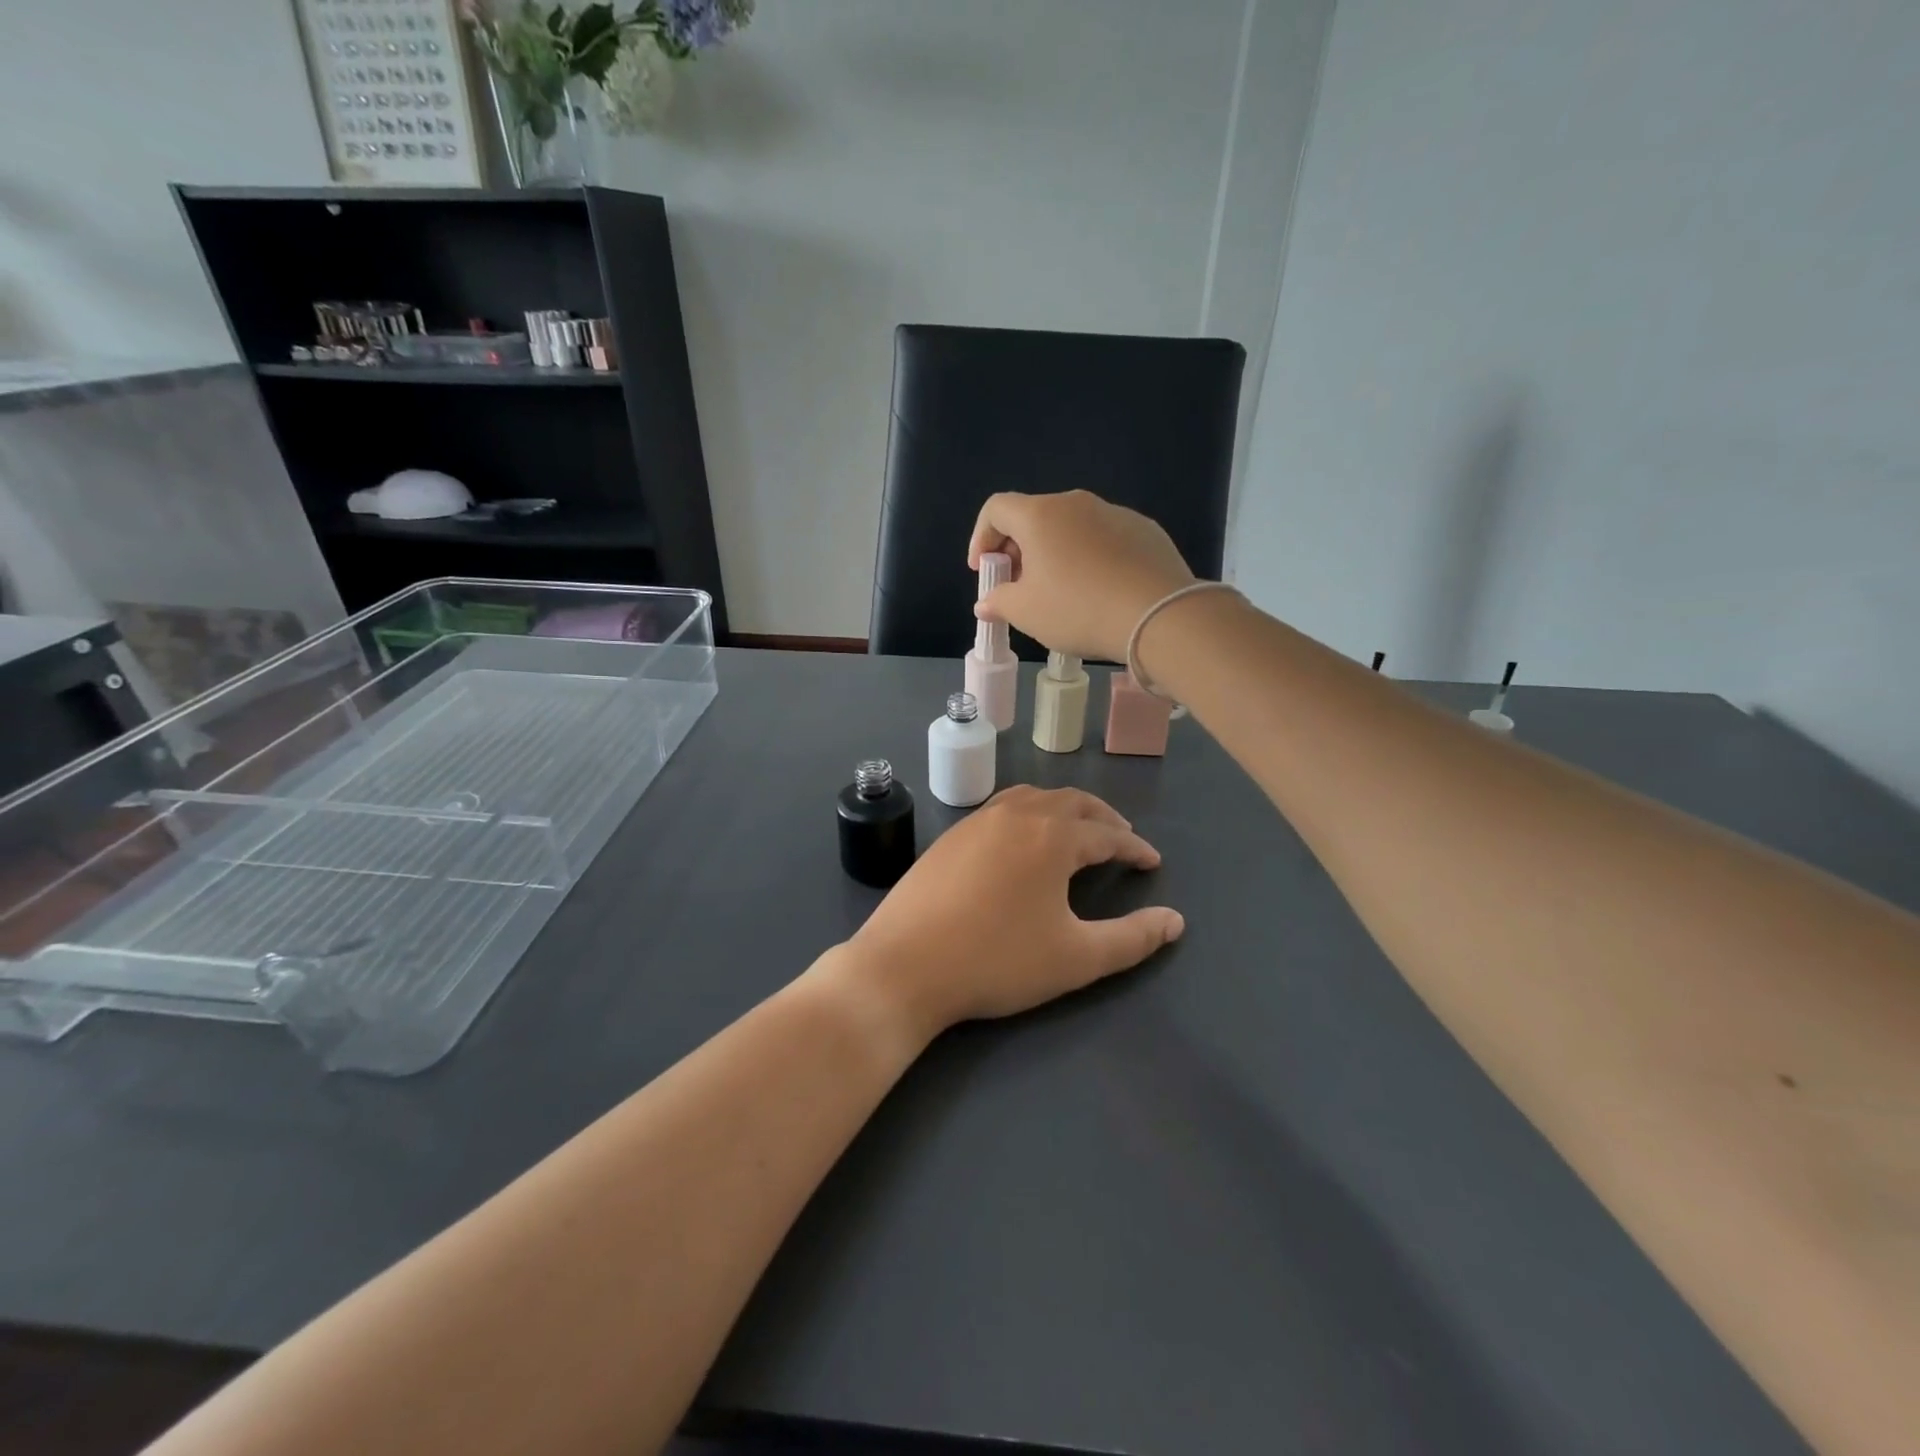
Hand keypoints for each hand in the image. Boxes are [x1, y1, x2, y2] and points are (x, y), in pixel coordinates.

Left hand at [828, 787, 1183, 1045]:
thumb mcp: (1076, 958)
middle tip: (1121, 840)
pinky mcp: (950, 835)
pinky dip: (1028, 814)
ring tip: (1076, 832)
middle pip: (1071, 803)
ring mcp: (977, 821)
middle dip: (1102, 819)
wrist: (905, 965)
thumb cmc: (997, 961)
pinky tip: (1022, 841)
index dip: (1134, 848)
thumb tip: (1176, 921)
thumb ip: (1132, 939)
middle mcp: (1017, 815)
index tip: (1152, 862)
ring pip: (1033, 798)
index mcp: (1052, 837)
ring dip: (1063, 810)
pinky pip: (1001, 809)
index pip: (1107, 834)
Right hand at [967, 490, 1195, 662]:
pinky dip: (1091, 558)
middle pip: (1035, 517)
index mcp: (1040, 515)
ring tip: (1061, 593)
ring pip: (1072, 528)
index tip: (985, 571)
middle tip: (1019, 586)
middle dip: (1019, 550)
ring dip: (1056, 554)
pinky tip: (1100, 591)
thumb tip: (986, 602)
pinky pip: (1104, 539)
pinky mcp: (1145, 530)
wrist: (1159, 615)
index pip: (996, 509)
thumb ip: (999, 602)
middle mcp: (1076, 503)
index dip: (981, 537)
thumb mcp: (1027, 613)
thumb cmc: (1078, 609)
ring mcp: (1115, 513)